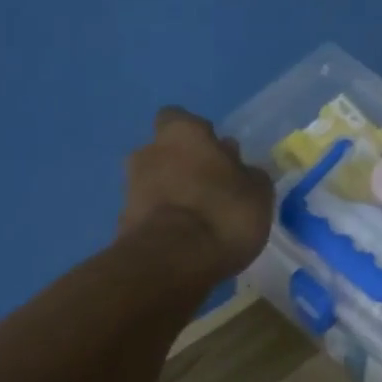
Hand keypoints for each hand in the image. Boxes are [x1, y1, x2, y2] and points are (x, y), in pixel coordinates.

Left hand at [120, 107, 273, 281]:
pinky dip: (162, 224)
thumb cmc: (222, 214)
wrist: (172, 262)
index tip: (217, 159)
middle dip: (183, 168)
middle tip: (210, 193)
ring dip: (171, 197)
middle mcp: (148, 151)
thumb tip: (241, 170)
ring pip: (154, 185)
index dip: (199, 138)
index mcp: (181, 132)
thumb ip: (249, 176)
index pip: (182, 120)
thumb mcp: (258, 194)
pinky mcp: (123, 223)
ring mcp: (130, 188)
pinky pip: (148, 216)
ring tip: (198, 224)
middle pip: (165, 153)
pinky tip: (183, 243)